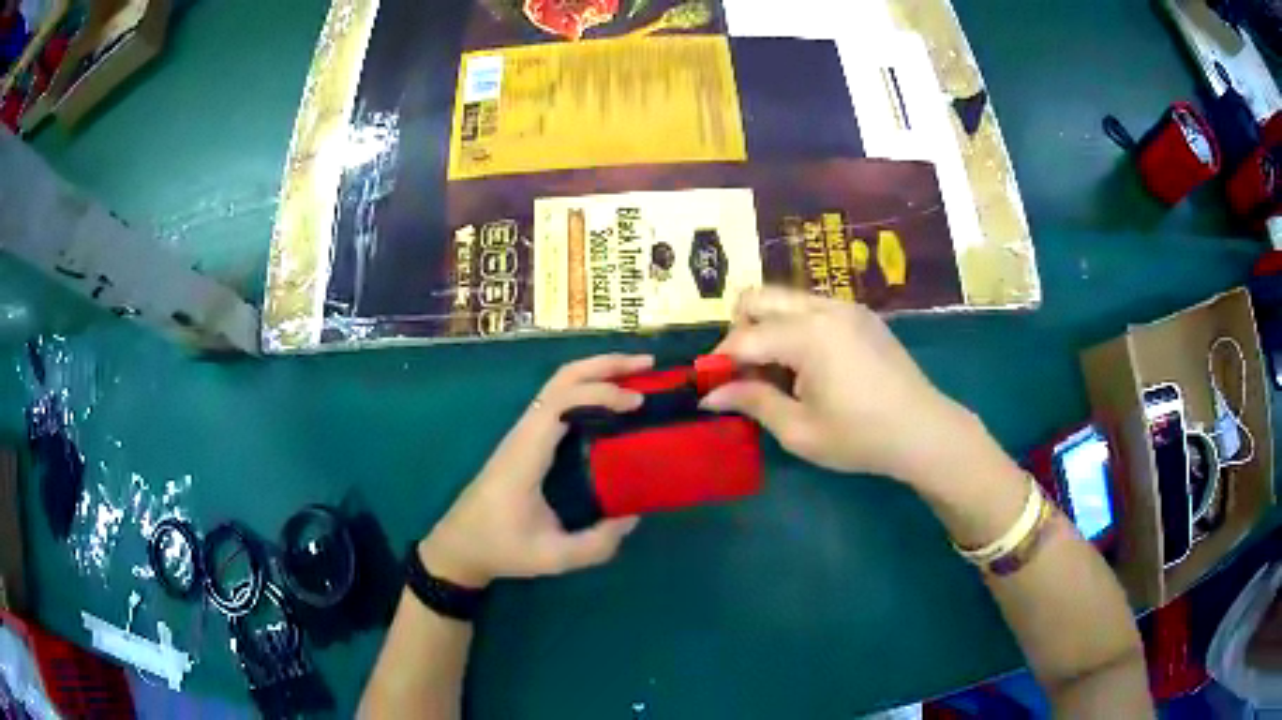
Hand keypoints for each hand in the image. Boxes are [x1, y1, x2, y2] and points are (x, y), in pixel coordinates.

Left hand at [420, 354, 652, 588]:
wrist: (459, 545)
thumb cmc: (501, 548)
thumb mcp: (552, 558)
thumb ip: (595, 544)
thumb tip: (632, 516)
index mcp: (526, 455)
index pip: (561, 403)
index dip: (600, 393)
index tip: (638, 403)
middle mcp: (523, 434)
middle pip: (561, 378)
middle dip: (605, 365)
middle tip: (648, 365)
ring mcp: (522, 433)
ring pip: (558, 384)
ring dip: (597, 372)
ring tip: (638, 373)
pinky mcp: (526, 440)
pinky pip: (558, 400)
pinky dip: (588, 388)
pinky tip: (611, 400)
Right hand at [701, 287, 973, 484]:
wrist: (924, 431)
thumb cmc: (861, 437)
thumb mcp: (800, 430)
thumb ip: (752, 403)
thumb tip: (710, 396)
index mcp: (808, 335)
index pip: (744, 337)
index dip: (720, 362)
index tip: (710, 387)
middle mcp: (823, 308)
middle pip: (758, 297)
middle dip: (739, 330)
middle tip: (744, 373)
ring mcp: (845, 306)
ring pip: (784, 298)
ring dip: (767, 327)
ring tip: (776, 372)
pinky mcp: (859, 314)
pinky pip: (811, 306)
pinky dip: (793, 326)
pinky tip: (807, 365)